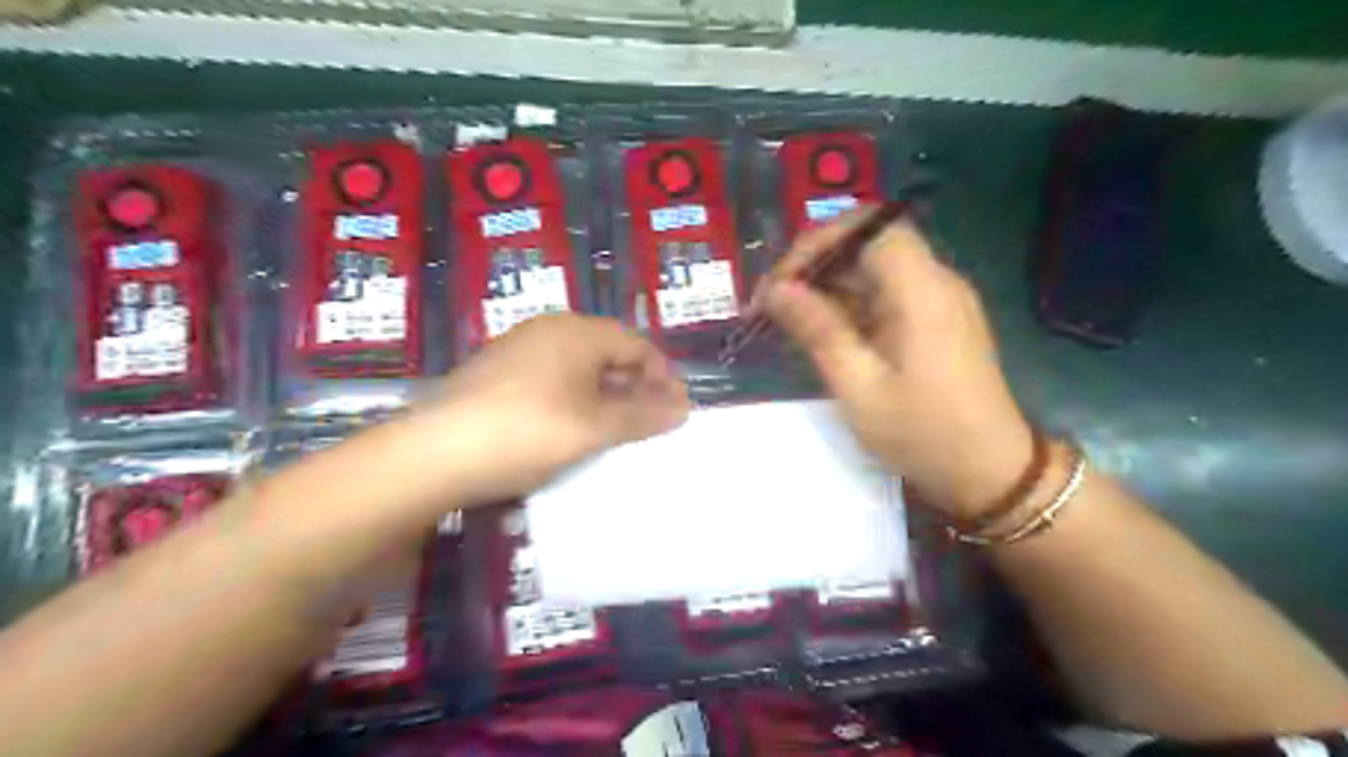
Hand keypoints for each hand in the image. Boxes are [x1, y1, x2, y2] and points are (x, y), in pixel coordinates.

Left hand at [415, 314, 686, 501]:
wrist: (434, 455)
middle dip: (635, 386)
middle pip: (608, 352)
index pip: (637, 344)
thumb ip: (642, 416)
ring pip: (579, 367)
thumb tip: (683, 408)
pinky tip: (573, 428)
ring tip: (617, 431)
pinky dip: (574, 399)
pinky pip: (552, 378)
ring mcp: (518, 350)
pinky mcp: (497, 373)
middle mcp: (549, 330)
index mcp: (577, 332)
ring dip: (606, 395)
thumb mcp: (593, 428)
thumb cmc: (528, 432)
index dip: (662, 376)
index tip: (675, 411)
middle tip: (651, 422)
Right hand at [763, 209, 1034, 522]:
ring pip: (876, 269)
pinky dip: (852, 305)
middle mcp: (936, 282)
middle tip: (774, 303)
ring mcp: (940, 301)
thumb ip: (818, 330)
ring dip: (830, 286)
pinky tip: (825, 333)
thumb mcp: (859, 387)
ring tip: (789, 320)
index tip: (781, 282)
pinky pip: (888, 295)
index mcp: (922, 290)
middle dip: (817, 265)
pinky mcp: (938, 321)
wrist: (992, 475)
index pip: (868, 228)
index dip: (818, 242)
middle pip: (870, 244)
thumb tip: (777, 290)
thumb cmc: (923, 434)